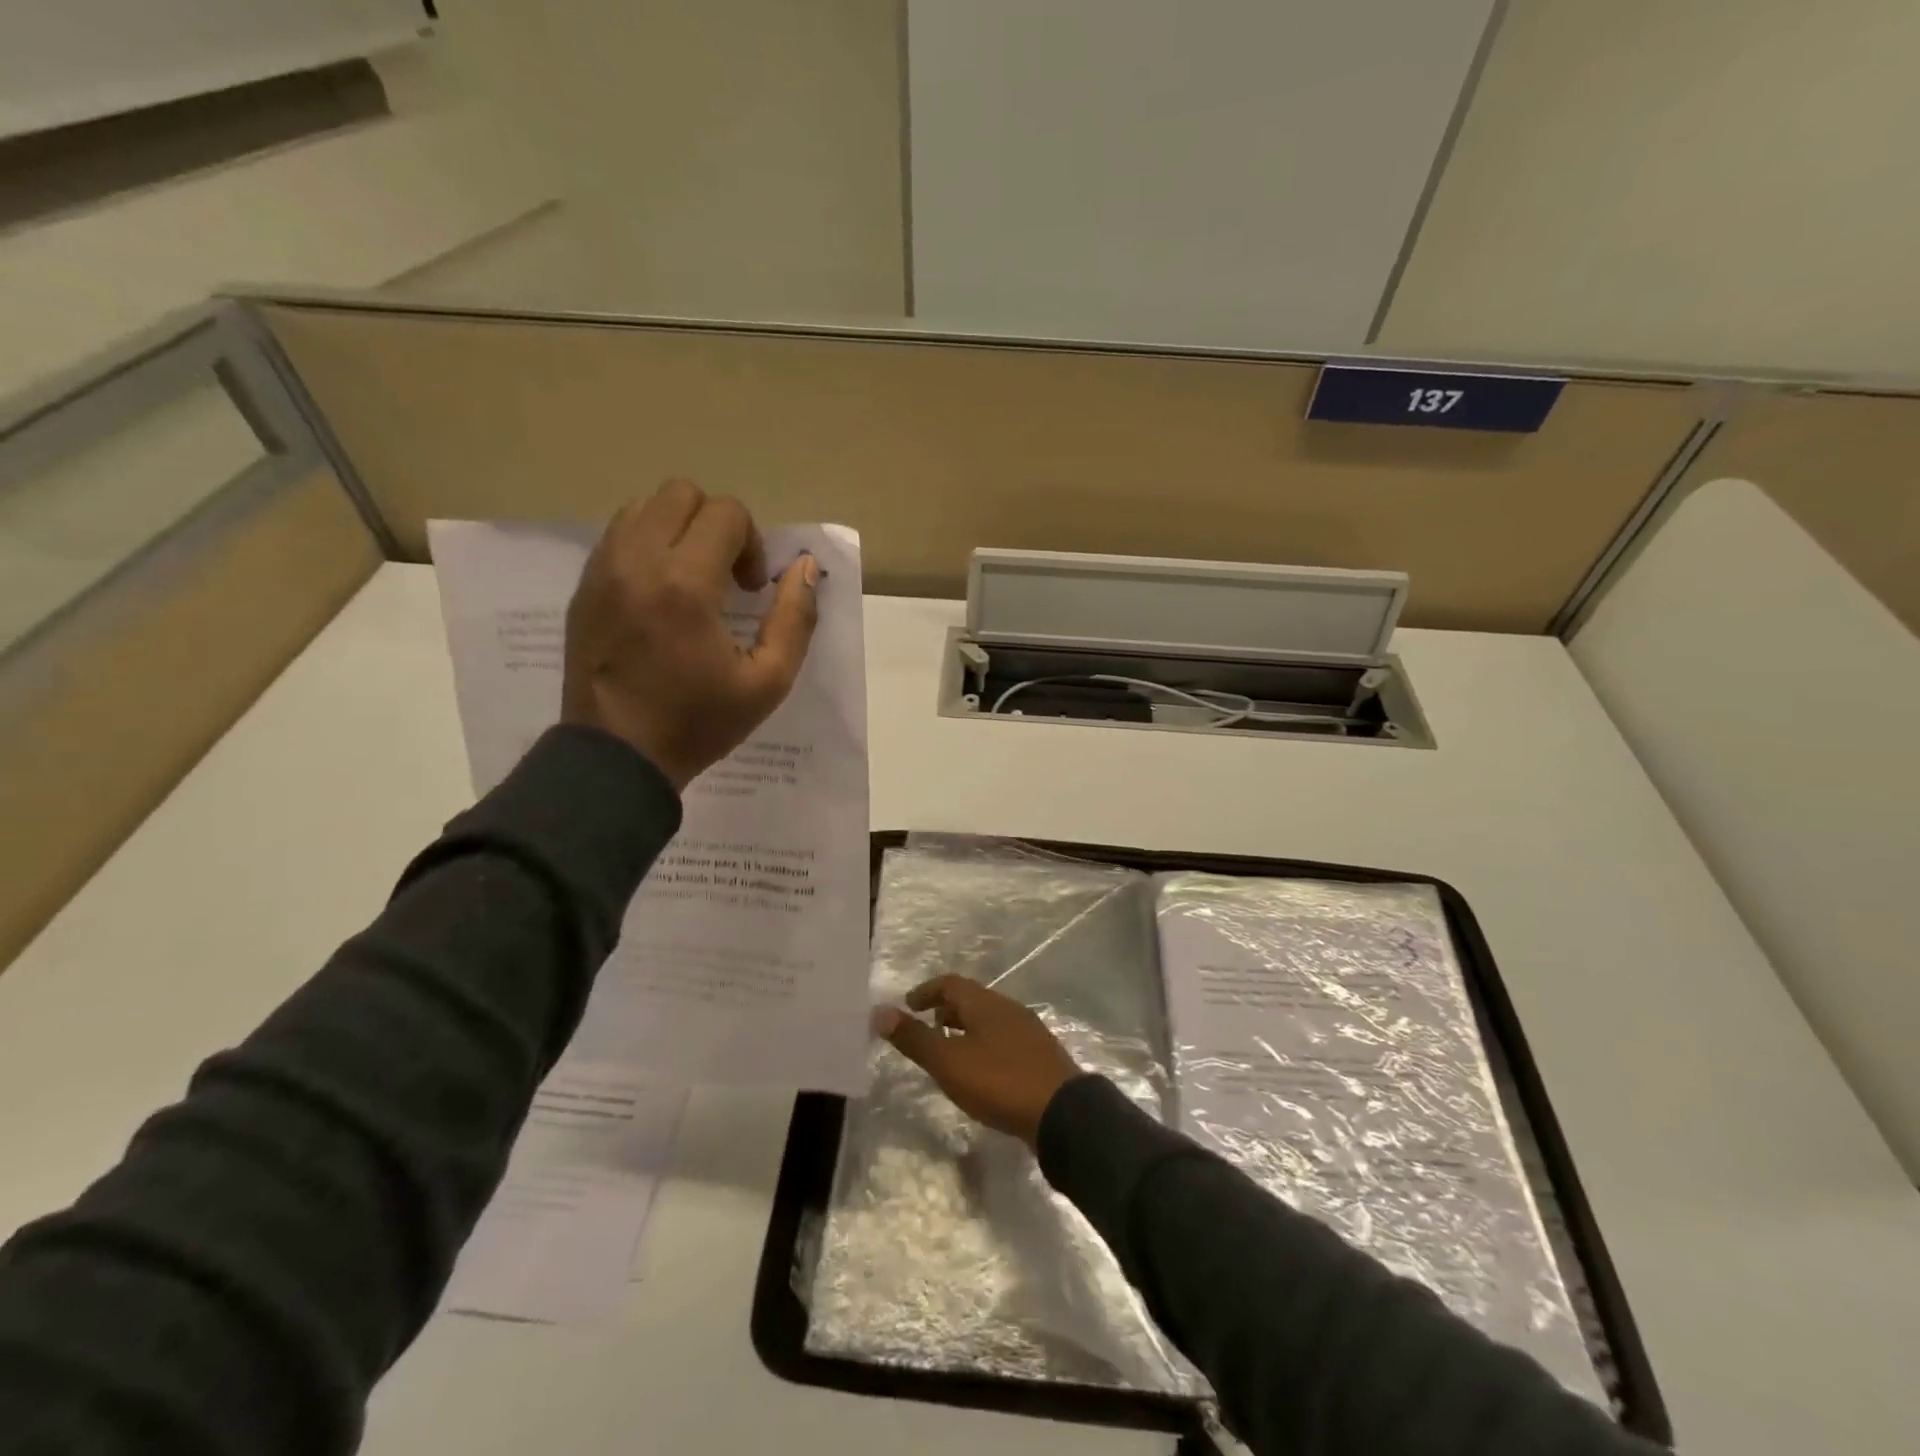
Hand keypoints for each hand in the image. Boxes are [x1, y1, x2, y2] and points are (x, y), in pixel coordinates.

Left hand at [562, 479, 817, 789]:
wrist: (616, 757)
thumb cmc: (697, 722)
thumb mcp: (768, 681)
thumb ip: (796, 618)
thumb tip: (803, 567)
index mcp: (685, 584)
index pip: (726, 513)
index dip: (752, 543)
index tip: (750, 589)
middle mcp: (637, 561)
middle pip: (682, 493)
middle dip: (717, 524)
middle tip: (725, 576)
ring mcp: (602, 570)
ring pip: (644, 506)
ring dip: (679, 529)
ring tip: (692, 579)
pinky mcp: (584, 586)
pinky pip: (618, 534)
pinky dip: (648, 544)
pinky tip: (660, 593)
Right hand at [874, 976, 1082, 1147]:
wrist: (1063, 1113)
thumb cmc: (1000, 1081)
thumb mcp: (949, 1062)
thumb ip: (915, 1038)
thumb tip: (879, 1012)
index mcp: (985, 1003)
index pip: (950, 983)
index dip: (926, 991)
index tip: (908, 1005)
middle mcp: (1007, 1008)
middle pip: (971, 999)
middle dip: (945, 1009)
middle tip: (926, 1027)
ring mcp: (1028, 1030)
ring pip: (988, 1019)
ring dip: (965, 1028)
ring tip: (949, 1052)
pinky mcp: (1040, 1055)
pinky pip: (1003, 1038)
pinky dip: (983, 1044)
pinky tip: (982, 1071)